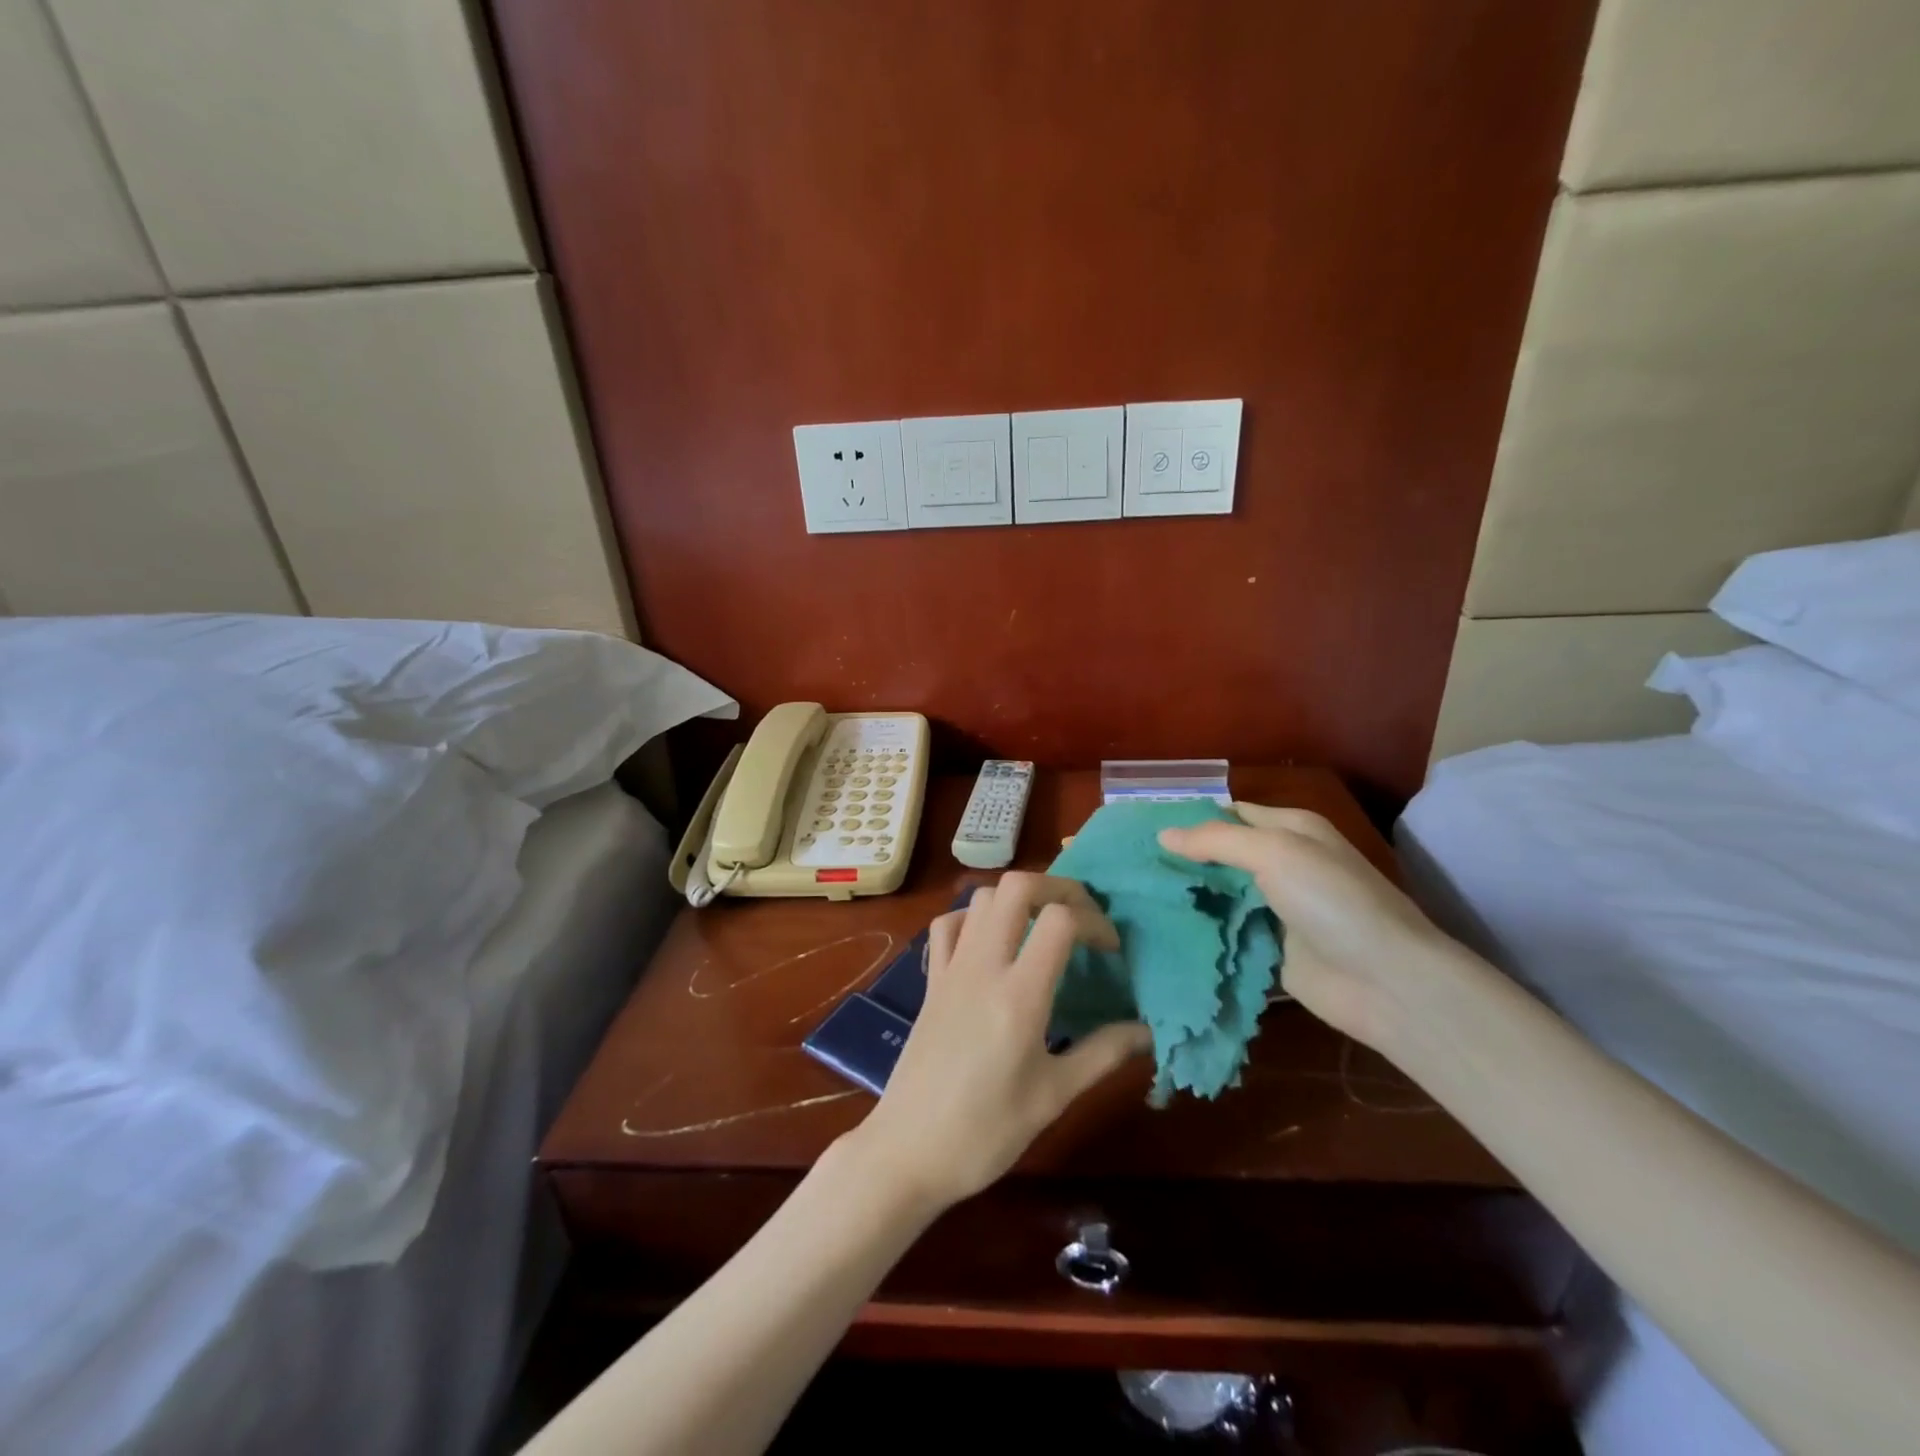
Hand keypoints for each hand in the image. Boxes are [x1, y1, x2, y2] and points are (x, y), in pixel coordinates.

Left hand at [850, 873, 1151, 1211]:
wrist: (908, 1151)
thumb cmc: (986, 1133)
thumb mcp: (1053, 1096)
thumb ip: (1103, 1054)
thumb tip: (1147, 1030)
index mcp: (1019, 995)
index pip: (1060, 920)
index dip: (1095, 921)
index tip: (1111, 951)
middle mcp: (983, 966)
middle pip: (1017, 886)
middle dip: (1058, 888)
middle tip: (1082, 917)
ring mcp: (951, 968)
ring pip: (983, 897)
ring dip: (1018, 898)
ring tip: (1043, 928)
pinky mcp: (931, 980)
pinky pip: (949, 924)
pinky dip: (974, 917)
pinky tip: (992, 943)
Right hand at [1158, 803, 1456, 1049]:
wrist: (1386, 982)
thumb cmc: (1333, 901)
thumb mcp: (1276, 852)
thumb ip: (1217, 840)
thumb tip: (1163, 834)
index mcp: (1290, 830)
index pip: (1229, 814)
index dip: (1190, 818)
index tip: (1141, 828)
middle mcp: (1282, 865)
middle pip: (1221, 855)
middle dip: (1181, 859)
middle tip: (1129, 864)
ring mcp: (1275, 909)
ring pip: (1220, 895)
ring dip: (1186, 896)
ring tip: (1132, 895)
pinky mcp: (1269, 949)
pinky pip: (1226, 933)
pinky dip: (1199, 931)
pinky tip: (1158, 930)